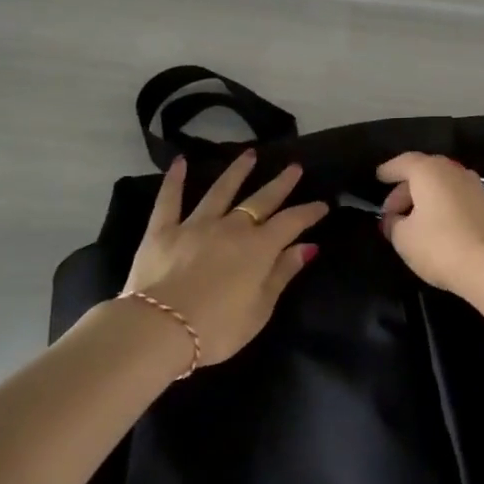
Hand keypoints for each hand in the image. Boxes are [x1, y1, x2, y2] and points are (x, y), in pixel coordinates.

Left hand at [123, 152, 328, 364]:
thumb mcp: (260, 309)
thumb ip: (282, 274)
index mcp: (259, 248)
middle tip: (293, 167)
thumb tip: (306, 246)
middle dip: (280, 184)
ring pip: (221, 191)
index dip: (308, 212)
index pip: (291, 222)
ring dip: (237, 172)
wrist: (160, 328)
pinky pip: (170, 199)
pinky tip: (180, 161)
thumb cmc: (217, 328)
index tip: (323, 204)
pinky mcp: (163, 230)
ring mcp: (195, 225)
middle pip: (261, 200)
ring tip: (249, 154)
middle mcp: (231, 228)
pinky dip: (175, 179)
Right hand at [377, 151, 483, 296]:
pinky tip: (436, 228)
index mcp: (429, 170)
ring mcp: (474, 186)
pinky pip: (456, 198)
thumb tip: (395, 219)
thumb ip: (394, 224)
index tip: (379, 178)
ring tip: (412, 223)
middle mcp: (453, 171)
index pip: (403, 163)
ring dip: (425, 200)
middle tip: (392, 213)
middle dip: (405, 191)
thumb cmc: (440, 245)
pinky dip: (442, 207)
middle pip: (424, 173)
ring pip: (442, 186)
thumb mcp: (403, 238)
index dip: (388, 171)